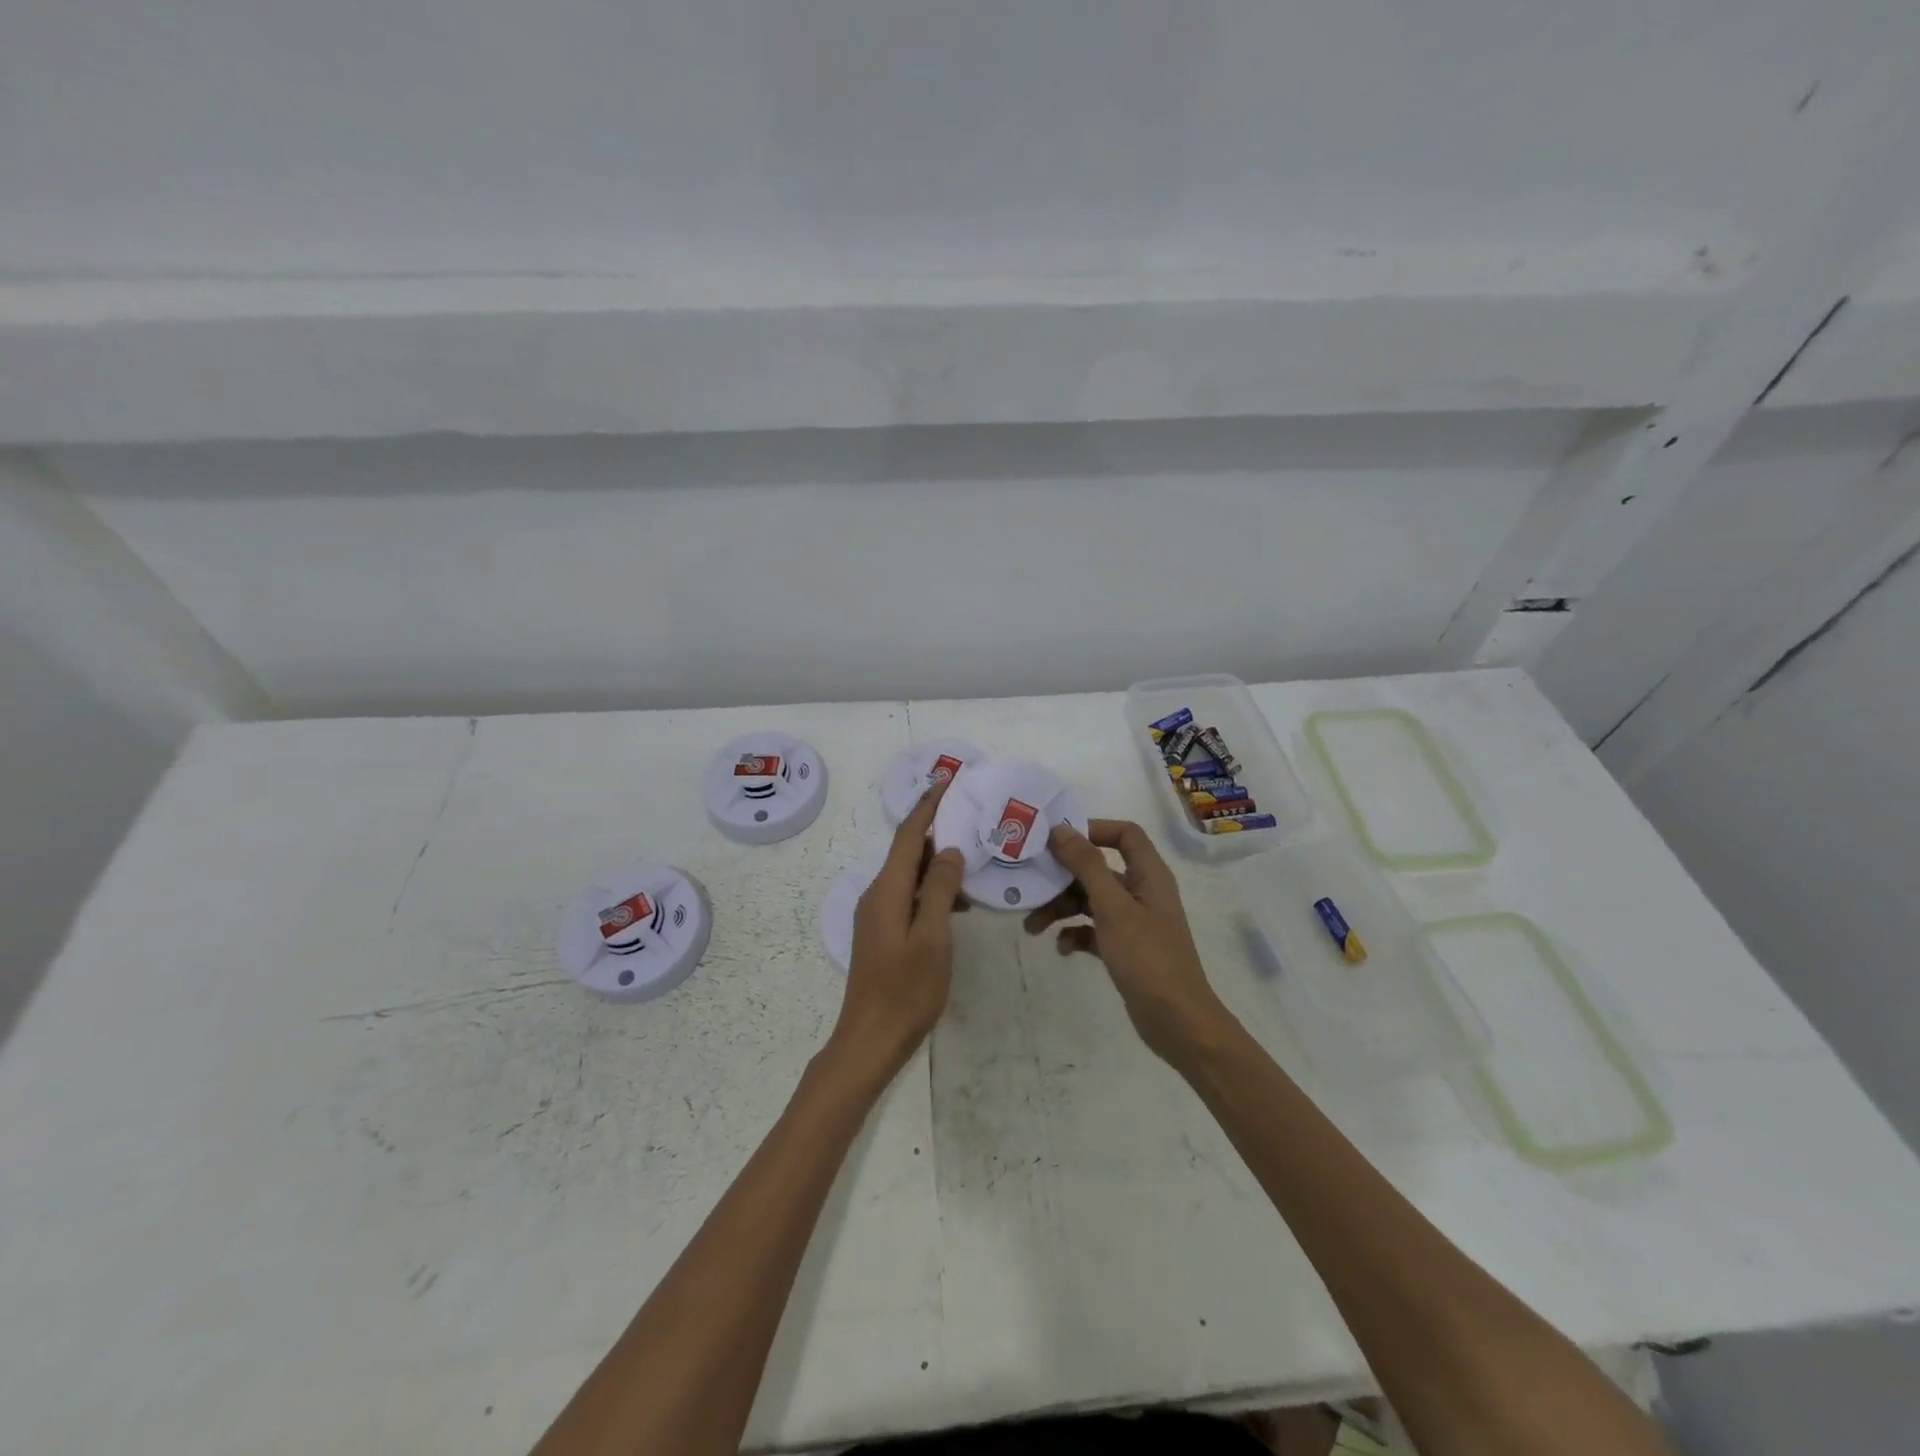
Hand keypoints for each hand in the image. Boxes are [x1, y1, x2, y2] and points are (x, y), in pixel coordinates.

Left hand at [825, 785, 966, 1089]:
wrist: (869, 1040)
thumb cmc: (906, 990)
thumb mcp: (933, 938)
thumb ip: (941, 891)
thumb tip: (950, 850)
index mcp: (888, 890)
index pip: (909, 835)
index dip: (928, 806)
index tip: (947, 781)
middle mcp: (877, 895)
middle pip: (908, 851)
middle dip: (937, 831)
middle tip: (972, 818)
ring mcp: (877, 915)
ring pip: (910, 875)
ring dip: (938, 865)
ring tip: (974, 859)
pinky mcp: (882, 932)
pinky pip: (909, 897)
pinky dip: (932, 890)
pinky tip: (959, 903)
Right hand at [1025, 819, 1236, 1066]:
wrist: (1176, 1021)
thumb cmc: (1147, 957)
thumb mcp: (1112, 907)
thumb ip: (1086, 865)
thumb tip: (1060, 829)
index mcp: (1149, 874)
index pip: (1125, 834)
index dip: (1093, 829)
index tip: (1057, 840)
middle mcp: (1142, 892)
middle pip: (1098, 869)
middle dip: (1064, 877)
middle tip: (1031, 884)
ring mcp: (1134, 921)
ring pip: (1091, 901)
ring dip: (1061, 909)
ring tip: (1032, 927)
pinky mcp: (1125, 948)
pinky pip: (1093, 929)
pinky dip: (1075, 934)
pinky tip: (1062, 948)